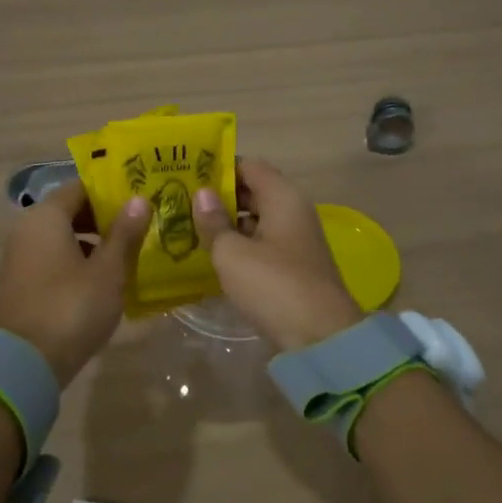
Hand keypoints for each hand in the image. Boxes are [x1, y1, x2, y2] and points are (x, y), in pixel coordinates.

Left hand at [0, 180, 150, 384]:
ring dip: (93, 242)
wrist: (25, 364)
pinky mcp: (21, 283)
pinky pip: (53, 259)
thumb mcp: (108, 271)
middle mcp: (27, 229)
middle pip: (70, 211)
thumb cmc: (72, 307)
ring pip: (62, 237)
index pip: (81, 187)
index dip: (111, 191)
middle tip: (140, 225)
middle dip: (104, 218)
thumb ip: (124, 233)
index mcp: (46, 217)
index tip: (139, 197)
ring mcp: (20, 257)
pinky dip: (77, 261)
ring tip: (128, 253)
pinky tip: (103, 279)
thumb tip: (139, 199)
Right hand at [190, 158, 361, 351]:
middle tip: (181, 201)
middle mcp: (293, 211)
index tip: (188, 174)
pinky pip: (262, 243)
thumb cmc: (273, 284)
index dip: (219, 167)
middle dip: (219, 196)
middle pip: (253, 191)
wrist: (320, 336)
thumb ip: (214, 221)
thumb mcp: (232, 253)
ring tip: (189, 226)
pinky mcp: (294, 266)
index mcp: (283, 197)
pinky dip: (240, 245)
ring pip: (257, 219)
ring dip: (227, 223)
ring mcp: (296, 240)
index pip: (249, 165)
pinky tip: (212, 255)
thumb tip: (201, 193)